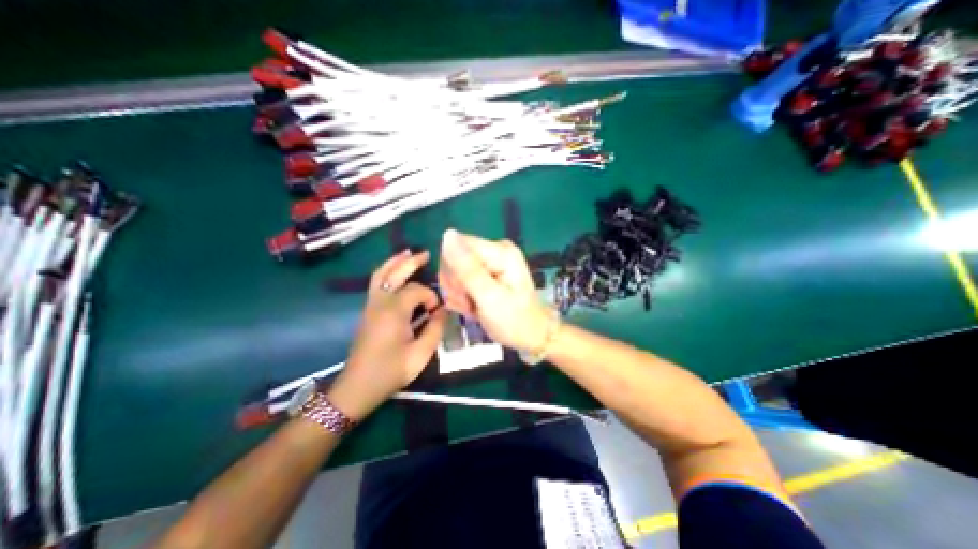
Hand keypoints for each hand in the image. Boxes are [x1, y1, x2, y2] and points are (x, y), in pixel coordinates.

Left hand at [330, 251, 448, 422]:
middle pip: (395, 273)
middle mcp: (380, 301)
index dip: (431, 297)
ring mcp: (371, 305)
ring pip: (381, 274)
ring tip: (408, 253)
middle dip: (411, 262)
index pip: (418, 290)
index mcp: (394, 310)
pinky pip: (376, 283)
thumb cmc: (391, 371)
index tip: (438, 313)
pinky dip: (386, 272)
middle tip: (426, 254)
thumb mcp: (421, 353)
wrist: (358, 386)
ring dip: (395, 262)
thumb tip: (444, 310)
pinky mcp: (368, 310)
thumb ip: (435, 328)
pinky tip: (395, 272)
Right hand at [440, 227, 552, 350]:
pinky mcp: (488, 271)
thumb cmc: (514, 321)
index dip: (452, 271)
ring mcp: (492, 260)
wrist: (531, 336)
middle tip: (470, 303)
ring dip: (458, 292)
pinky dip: (463, 295)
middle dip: (456, 285)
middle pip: (455, 257)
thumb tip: (448, 234)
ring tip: (473, 307)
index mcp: (500, 251)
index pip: (457, 245)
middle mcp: (495, 249)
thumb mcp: (489, 297)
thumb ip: (467, 268)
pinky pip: (463, 277)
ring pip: (455, 270)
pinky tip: (473, 305)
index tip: (463, 294)